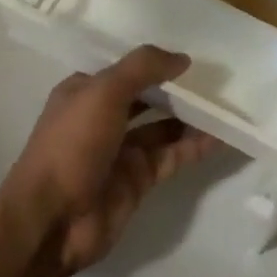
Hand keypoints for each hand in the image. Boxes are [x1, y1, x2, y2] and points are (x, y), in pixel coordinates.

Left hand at [0, 46, 218, 276]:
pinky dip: (194, 147)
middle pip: (147, 96)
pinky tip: (220, 136)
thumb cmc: (71, 145)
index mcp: (86, 91)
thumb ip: (143, 68)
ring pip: (163, 127)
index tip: (190, 53)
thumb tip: (183, 58)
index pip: (126, 68)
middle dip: (177, 88)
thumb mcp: (104, 92)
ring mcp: (121, 151)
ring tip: (226, 104)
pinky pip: (172, 156)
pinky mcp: (137, 180)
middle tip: (215, 77)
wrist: (51, 222)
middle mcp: (103, 118)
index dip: (155, 61)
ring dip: (190, 117)